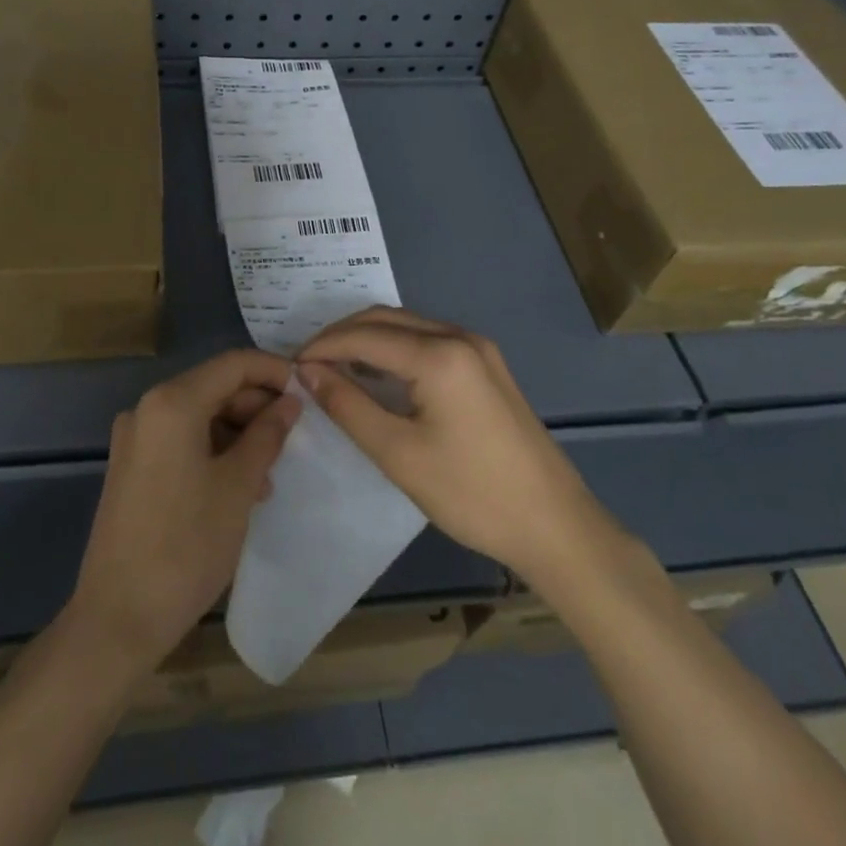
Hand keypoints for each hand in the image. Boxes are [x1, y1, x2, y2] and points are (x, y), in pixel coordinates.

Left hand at [65, 349, 299, 677]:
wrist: (119, 618)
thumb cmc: (186, 546)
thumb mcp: (238, 486)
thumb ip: (267, 435)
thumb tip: (289, 403)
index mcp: (172, 402)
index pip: (233, 364)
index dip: (274, 371)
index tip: (309, 390)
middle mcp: (147, 408)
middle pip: (214, 387)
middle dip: (257, 406)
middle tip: (294, 437)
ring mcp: (135, 439)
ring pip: (199, 416)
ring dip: (238, 433)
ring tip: (269, 472)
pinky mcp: (131, 467)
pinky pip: (181, 441)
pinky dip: (213, 451)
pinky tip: (239, 486)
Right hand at [298, 307, 610, 580]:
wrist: (555, 526)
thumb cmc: (471, 493)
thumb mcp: (398, 454)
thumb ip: (348, 406)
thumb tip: (308, 372)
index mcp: (439, 354)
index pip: (364, 335)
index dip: (322, 348)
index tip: (290, 368)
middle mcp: (459, 337)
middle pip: (385, 320)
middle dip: (341, 336)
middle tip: (308, 366)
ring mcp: (478, 349)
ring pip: (407, 327)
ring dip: (367, 340)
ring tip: (334, 369)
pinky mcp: (487, 366)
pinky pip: (428, 341)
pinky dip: (394, 350)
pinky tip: (378, 375)